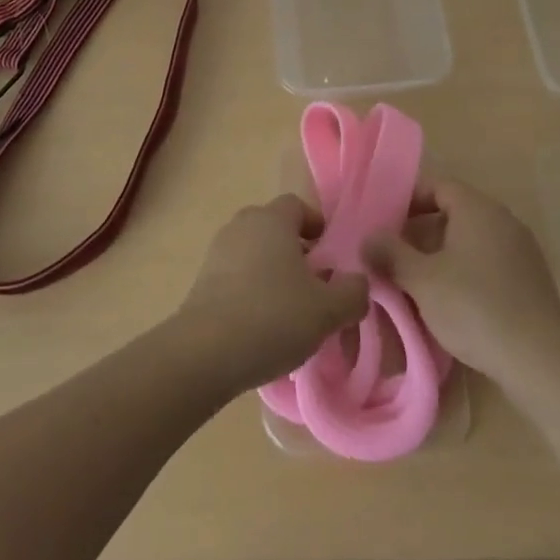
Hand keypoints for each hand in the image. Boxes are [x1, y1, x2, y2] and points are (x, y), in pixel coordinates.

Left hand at [174, 195, 369, 395]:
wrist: (204, 353)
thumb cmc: (273, 317)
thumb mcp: (328, 310)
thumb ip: (352, 292)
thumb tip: (358, 282)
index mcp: (272, 219)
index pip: (298, 206)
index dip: (317, 227)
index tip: (330, 257)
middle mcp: (242, 225)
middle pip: (274, 229)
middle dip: (295, 252)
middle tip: (314, 286)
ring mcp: (217, 252)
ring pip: (254, 254)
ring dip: (272, 274)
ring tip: (289, 313)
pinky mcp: (200, 282)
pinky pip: (235, 277)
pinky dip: (250, 292)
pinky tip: (261, 328)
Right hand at [364, 178, 559, 382]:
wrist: (539, 360)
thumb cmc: (474, 307)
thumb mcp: (421, 280)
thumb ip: (391, 254)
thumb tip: (369, 238)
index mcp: (477, 208)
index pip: (437, 186)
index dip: (408, 200)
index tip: (385, 223)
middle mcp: (503, 219)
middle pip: (454, 212)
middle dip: (422, 231)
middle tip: (395, 255)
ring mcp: (522, 249)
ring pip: (472, 240)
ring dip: (443, 254)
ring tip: (418, 282)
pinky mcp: (532, 279)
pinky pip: (490, 262)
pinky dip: (467, 272)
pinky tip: (453, 302)